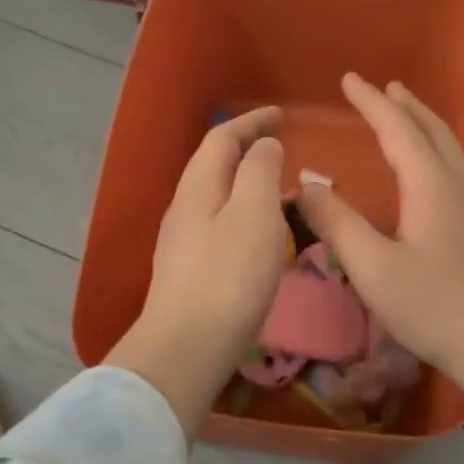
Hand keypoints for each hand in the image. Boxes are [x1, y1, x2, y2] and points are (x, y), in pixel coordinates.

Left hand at [105, 107, 289, 436]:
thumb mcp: (254, 215)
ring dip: (245, 181)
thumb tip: (263, 145)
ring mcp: (182, 242)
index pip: (222, 138)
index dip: (251, 121)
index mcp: (198, 187)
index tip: (282, 114)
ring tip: (277, 186)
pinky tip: (260, 233)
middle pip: (213, 164)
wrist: (186, 348)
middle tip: (280, 146)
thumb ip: (260, 172)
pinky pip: (219, 223)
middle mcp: (184, 208)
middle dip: (245, 148)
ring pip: (216, 195)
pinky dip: (243, 212)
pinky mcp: (189, 271)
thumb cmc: (228, 277)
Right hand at [298, 76, 463, 372]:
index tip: (348, 79)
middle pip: (432, 130)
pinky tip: (426, 171)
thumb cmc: (433, 306)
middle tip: (383, 86)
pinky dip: (433, 149)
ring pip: (447, 148)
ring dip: (423, 124)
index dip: (371, 103)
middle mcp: (455, 186)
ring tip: (405, 114)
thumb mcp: (372, 267)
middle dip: (405, 105)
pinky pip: (451, 169)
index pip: (398, 129)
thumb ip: (337, 222)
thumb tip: (306, 183)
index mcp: (430, 186)